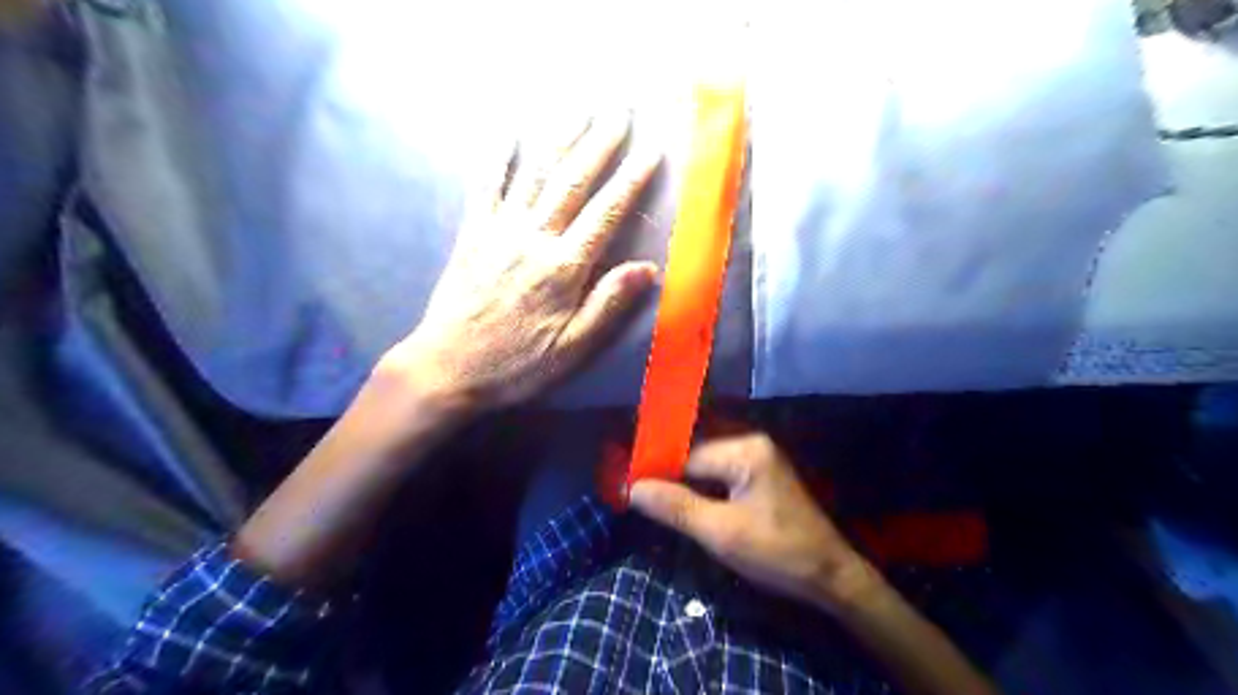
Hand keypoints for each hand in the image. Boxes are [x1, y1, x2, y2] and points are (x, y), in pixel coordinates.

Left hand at [383, 110, 660, 413]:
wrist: (448, 368)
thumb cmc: (516, 364)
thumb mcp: (572, 348)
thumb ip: (608, 305)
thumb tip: (647, 269)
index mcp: (563, 268)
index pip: (605, 213)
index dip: (631, 179)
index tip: (651, 150)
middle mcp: (533, 239)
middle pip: (572, 182)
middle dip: (599, 143)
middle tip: (620, 111)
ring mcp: (499, 231)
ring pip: (534, 175)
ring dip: (559, 138)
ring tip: (579, 108)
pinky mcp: (473, 235)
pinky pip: (486, 188)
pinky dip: (496, 158)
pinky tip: (507, 133)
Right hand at [632, 431, 873, 610]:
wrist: (831, 577)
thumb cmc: (778, 553)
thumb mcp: (721, 533)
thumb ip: (676, 507)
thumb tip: (632, 488)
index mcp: (746, 450)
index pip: (687, 455)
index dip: (658, 473)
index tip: (630, 492)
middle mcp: (752, 444)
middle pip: (696, 458)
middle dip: (671, 480)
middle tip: (641, 502)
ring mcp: (759, 458)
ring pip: (706, 468)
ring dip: (686, 488)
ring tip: (659, 507)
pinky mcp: (761, 475)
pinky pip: (721, 477)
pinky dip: (704, 492)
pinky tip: (690, 509)